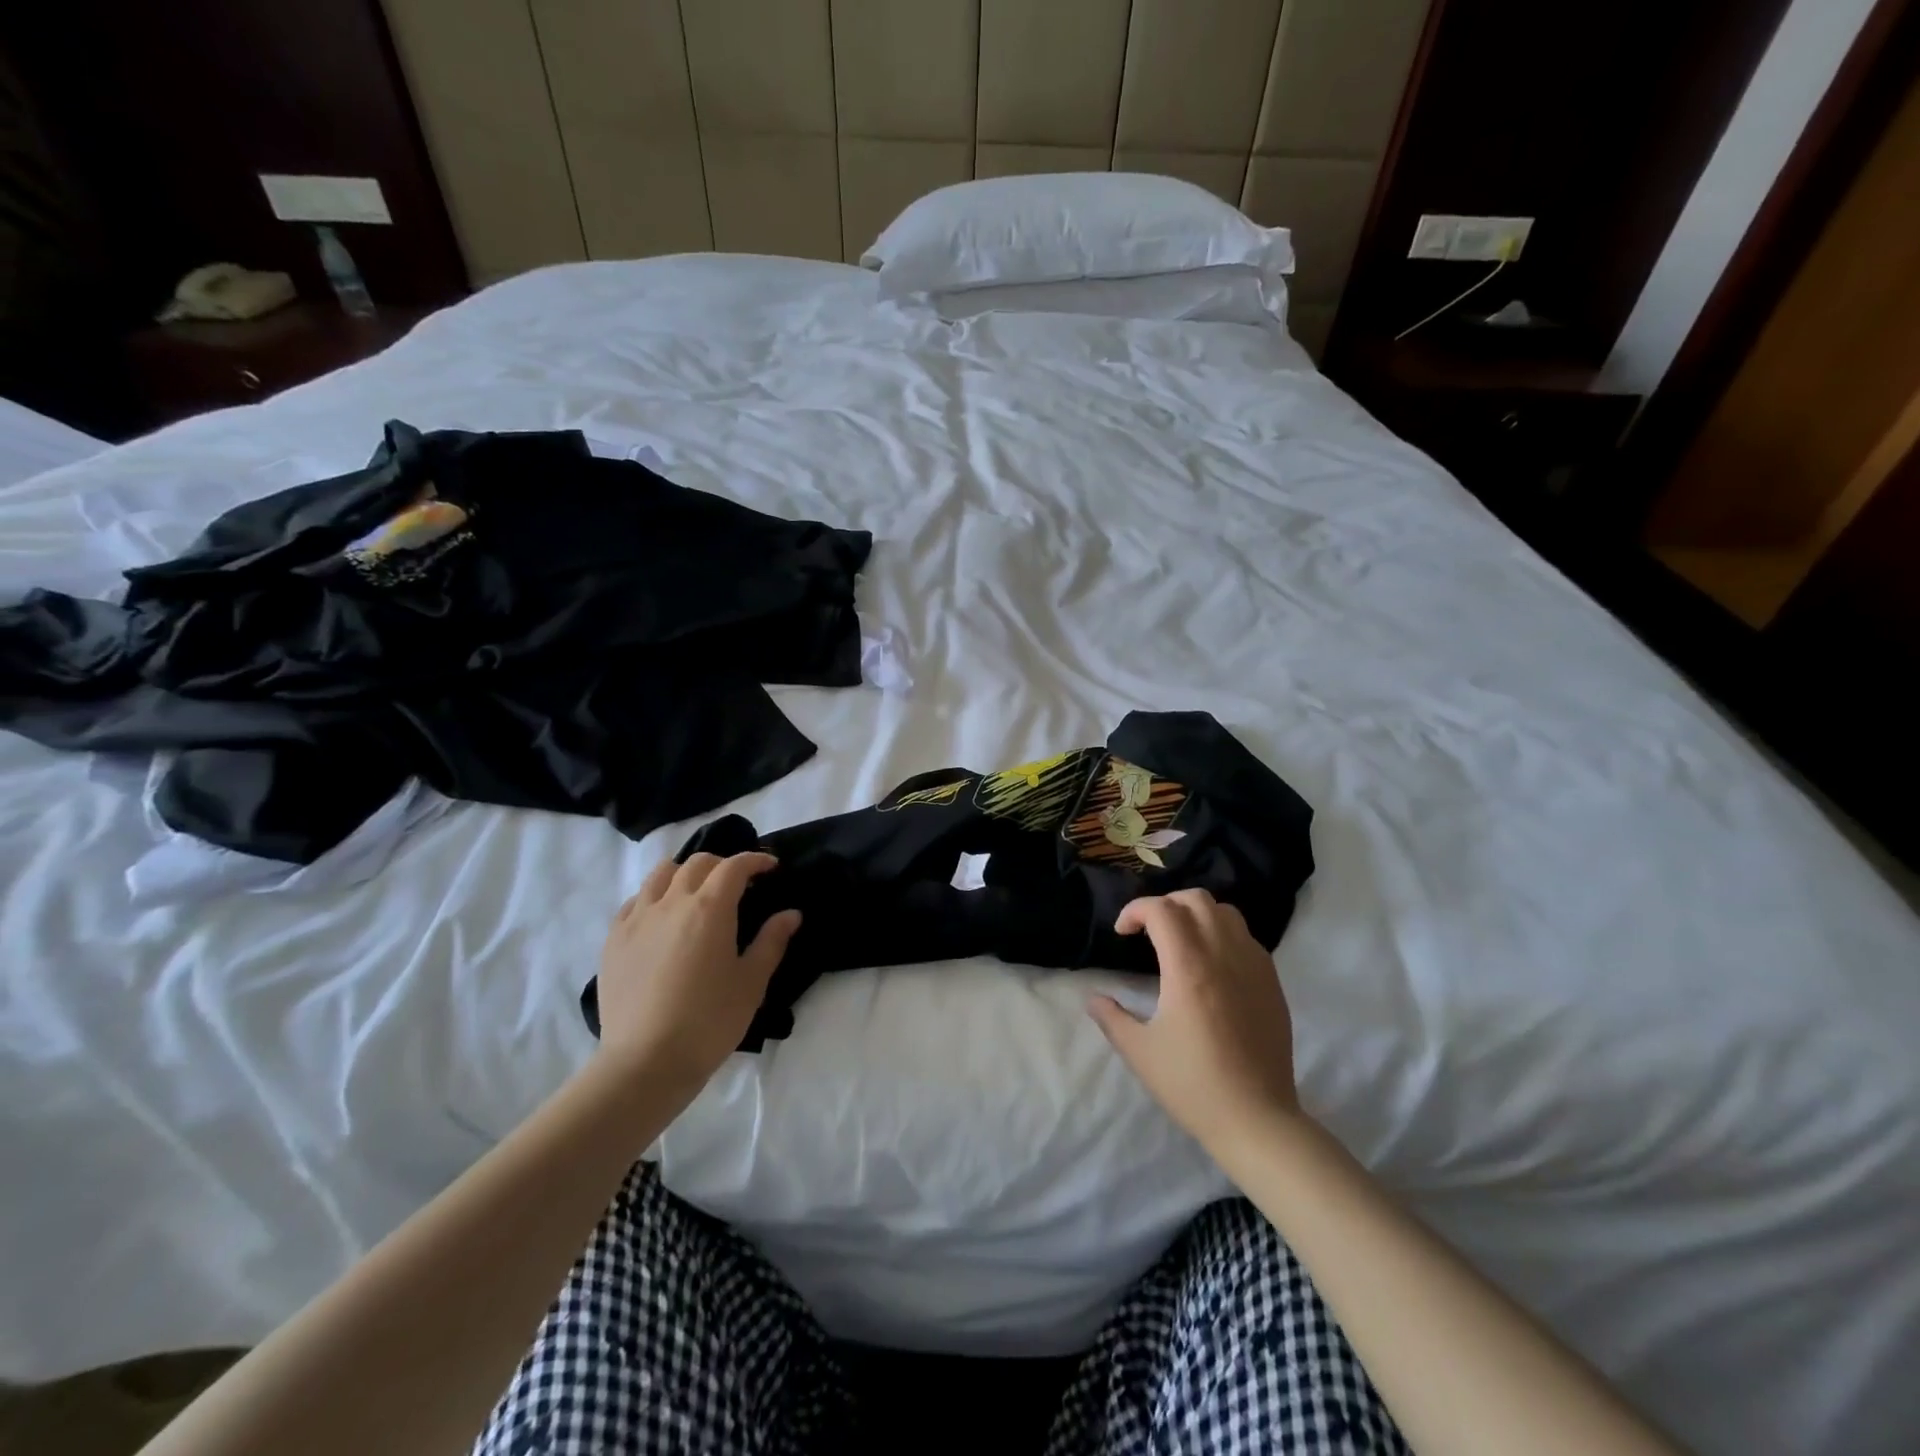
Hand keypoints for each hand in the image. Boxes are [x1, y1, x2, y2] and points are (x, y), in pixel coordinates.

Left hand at [594, 852, 799, 1096]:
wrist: (645, 1062)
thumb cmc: (709, 1021)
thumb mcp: (752, 983)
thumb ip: (771, 941)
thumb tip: (790, 914)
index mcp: (709, 909)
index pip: (734, 866)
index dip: (755, 860)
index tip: (770, 867)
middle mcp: (671, 903)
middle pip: (697, 863)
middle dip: (722, 864)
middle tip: (738, 882)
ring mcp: (637, 919)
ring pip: (661, 874)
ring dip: (685, 873)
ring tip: (696, 892)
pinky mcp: (613, 940)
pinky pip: (634, 901)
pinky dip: (654, 897)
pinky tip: (662, 917)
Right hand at [1089, 889, 1302, 1152]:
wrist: (1257, 1120)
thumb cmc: (1193, 1085)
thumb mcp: (1140, 1052)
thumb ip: (1111, 1018)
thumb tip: (1092, 999)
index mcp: (1188, 967)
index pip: (1161, 909)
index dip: (1135, 910)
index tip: (1122, 933)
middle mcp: (1223, 955)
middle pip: (1196, 900)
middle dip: (1166, 904)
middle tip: (1148, 931)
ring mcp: (1253, 966)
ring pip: (1226, 912)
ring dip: (1197, 914)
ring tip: (1181, 940)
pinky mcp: (1272, 982)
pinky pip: (1246, 938)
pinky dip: (1223, 934)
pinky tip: (1211, 965)